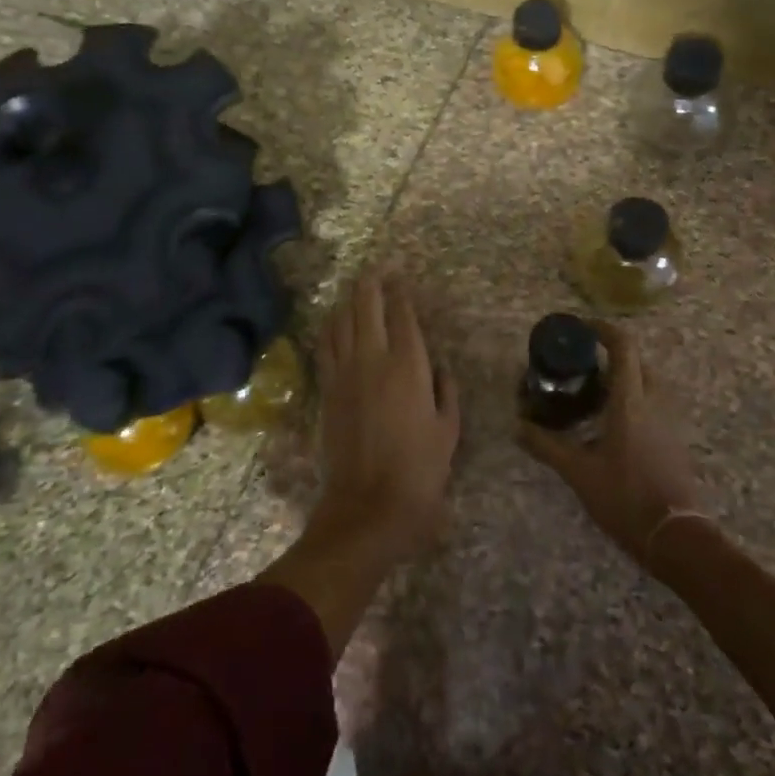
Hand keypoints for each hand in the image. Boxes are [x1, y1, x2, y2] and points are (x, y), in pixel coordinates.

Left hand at [309, 271, 461, 563]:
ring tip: (358, 288)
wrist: (368, 507)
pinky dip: (331, 326)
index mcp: (408, 365)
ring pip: (341, 320)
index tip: (402, 276)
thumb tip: (437, 365)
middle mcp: (372, 359)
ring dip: (349, 299)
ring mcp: (344, 373)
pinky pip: (326, 345)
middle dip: (371, 282)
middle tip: (379, 268)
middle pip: (366, 305)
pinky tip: (336, 321)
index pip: (402, 313)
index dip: (401, 290)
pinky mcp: (326, 389)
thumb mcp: (448, 429)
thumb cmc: (420, 470)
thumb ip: (445, 389)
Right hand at [519, 321, 702, 568]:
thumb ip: (546, 446)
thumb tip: (518, 427)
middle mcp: (654, 402)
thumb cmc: (625, 497)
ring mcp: (669, 420)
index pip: (623, 347)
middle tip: (582, 365)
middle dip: (611, 355)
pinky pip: (654, 403)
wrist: (675, 535)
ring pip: (648, 382)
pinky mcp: (675, 438)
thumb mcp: (578, 472)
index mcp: (631, 402)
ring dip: (625, 377)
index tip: (581, 327)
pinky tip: (612, 422)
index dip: (603, 329)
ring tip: (594, 392)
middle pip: (637, 361)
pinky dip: (635, 398)